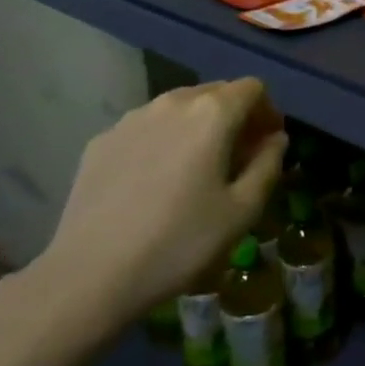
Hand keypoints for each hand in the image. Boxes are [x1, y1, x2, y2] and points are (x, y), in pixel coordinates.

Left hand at [29, 80, 284, 346]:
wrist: (89, 276)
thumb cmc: (179, 243)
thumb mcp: (242, 212)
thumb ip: (268, 165)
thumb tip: (275, 140)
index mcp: (212, 113)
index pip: (253, 89)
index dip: (268, 112)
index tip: (267, 145)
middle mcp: (172, 103)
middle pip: (216, 92)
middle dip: (235, 117)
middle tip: (238, 159)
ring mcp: (131, 118)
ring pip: (179, 108)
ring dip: (198, 127)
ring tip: (195, 169)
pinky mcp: (101, 140)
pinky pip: (146, 128)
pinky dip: (163, 141)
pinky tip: (154, 182)